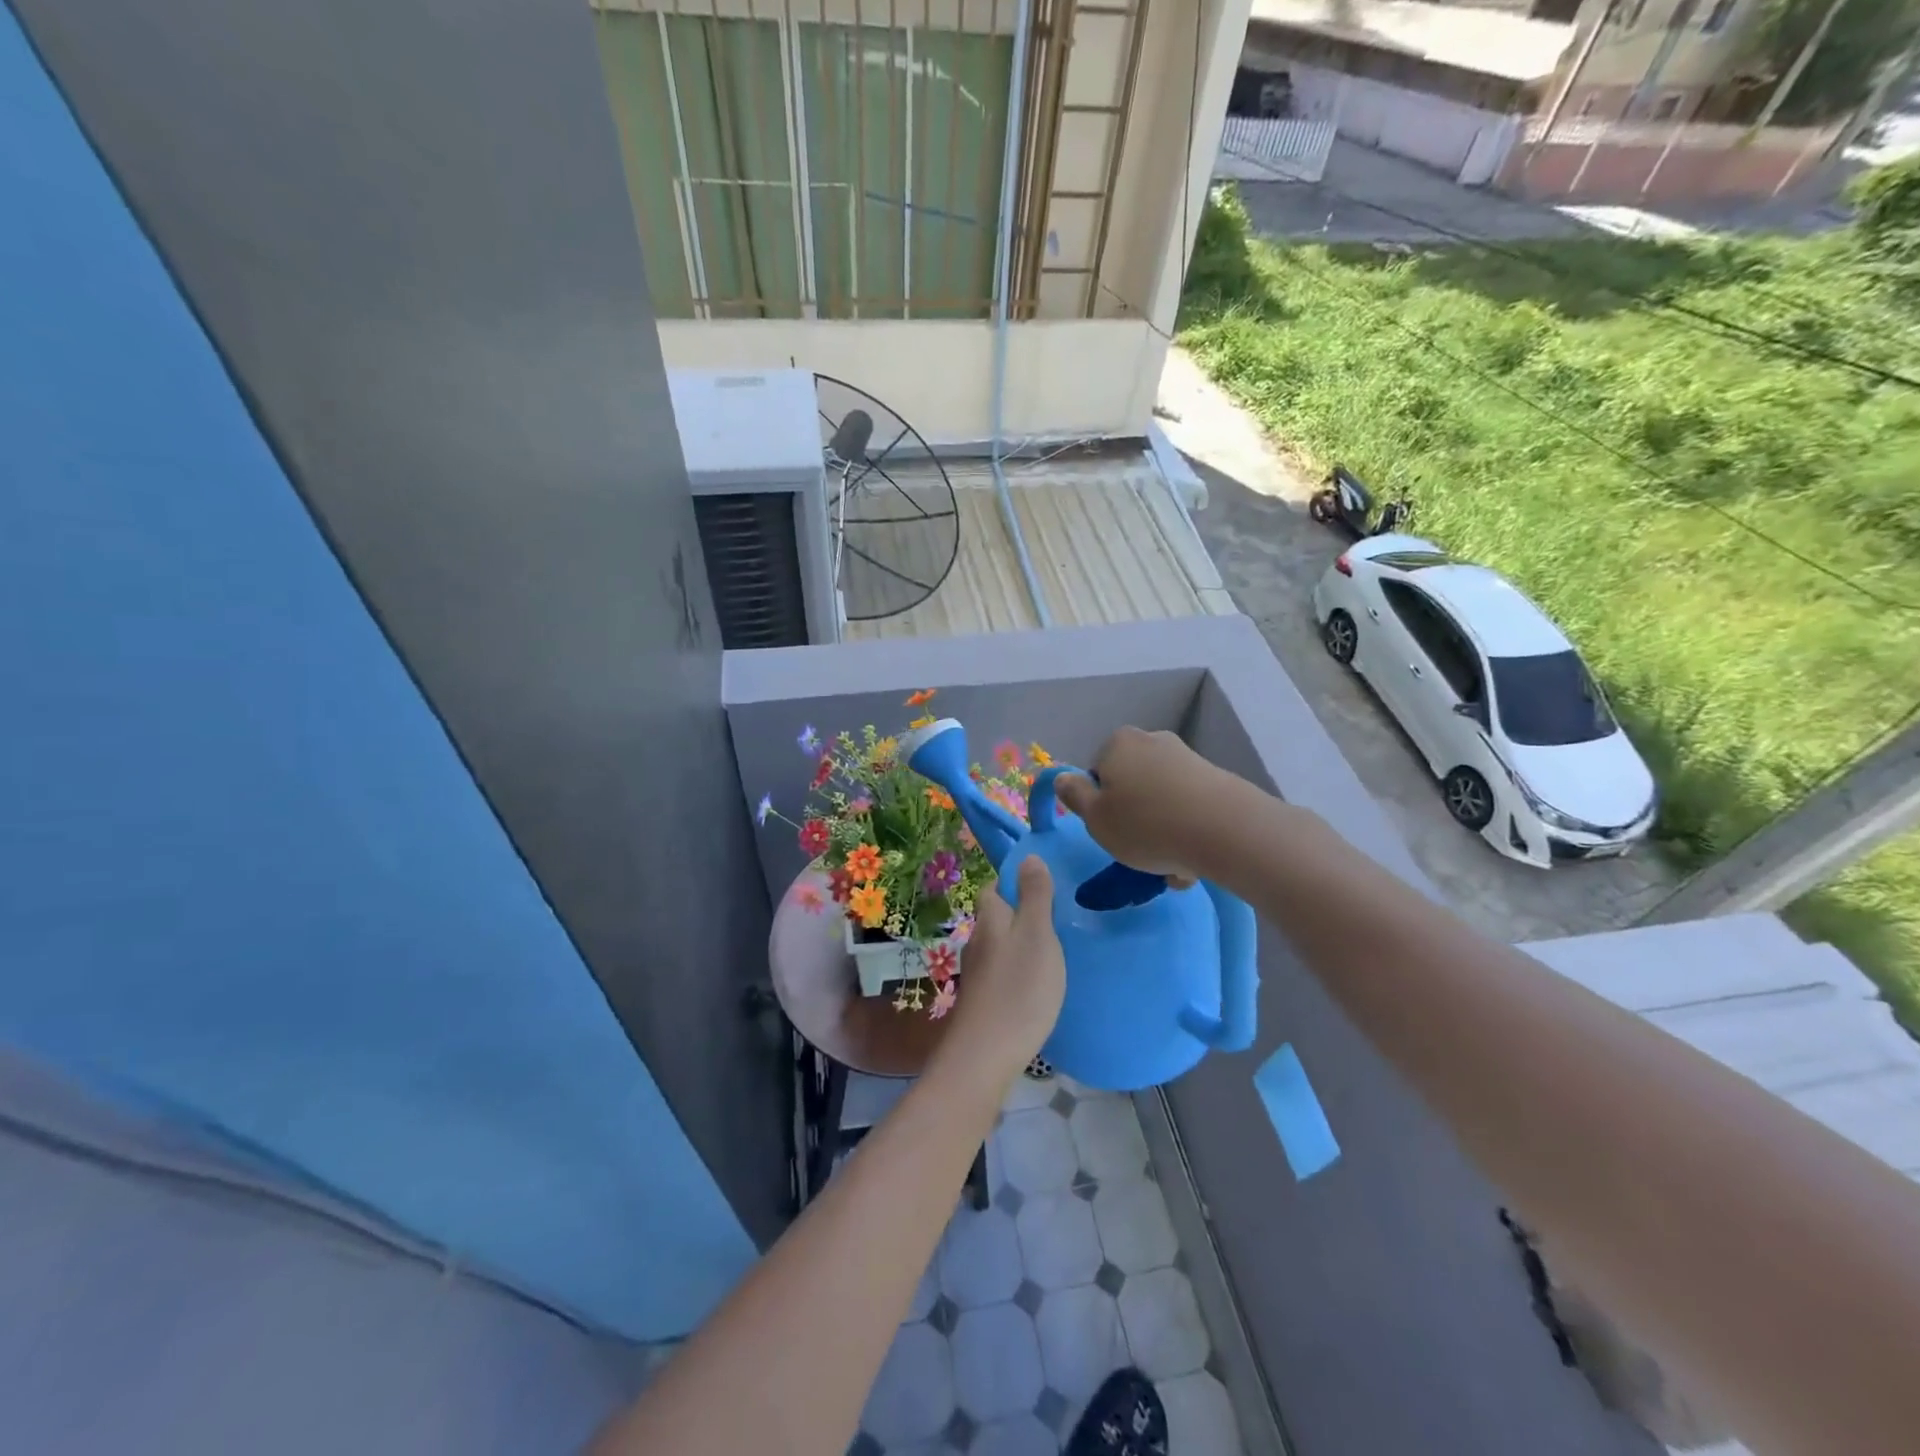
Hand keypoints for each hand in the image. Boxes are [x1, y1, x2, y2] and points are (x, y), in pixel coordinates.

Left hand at [947, 857, 1066, 1082]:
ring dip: (1022, 944)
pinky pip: (1003, 972)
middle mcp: (977, 940)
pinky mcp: (983, 999)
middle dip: (1022, 914)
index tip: (1046, 887)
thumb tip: (1029, 856)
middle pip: (998, 916)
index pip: (995, 886)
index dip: (1016, 882)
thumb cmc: (1019, 987)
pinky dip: (1019, 971)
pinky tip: (1038, 984)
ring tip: (1055, 952)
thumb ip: (1035, 895)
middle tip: (1059, 920)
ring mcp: (977, 972)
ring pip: (1000, 946)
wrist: (986, 1054)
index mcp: (990, 918)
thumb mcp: (1037, 934)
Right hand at [1054, 727, 1238, 884]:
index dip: (1100, 806)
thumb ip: (1074, 796)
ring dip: (1162, 832)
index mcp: (1117, 744)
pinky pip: (1189, 809)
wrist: (1225, 830)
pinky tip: (1192, 862)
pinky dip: (1186, 832)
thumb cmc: (1146, 825)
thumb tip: (1062, 778)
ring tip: (1171, 868)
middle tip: (1139, 854)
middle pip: (1131, 786)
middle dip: (1134, 819)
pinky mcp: (1216, 779)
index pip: (1097, 775)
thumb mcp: (1096, 818)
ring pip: (1161, 802)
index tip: (1110, 832)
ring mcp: (1187, 758)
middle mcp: (1152, 741)